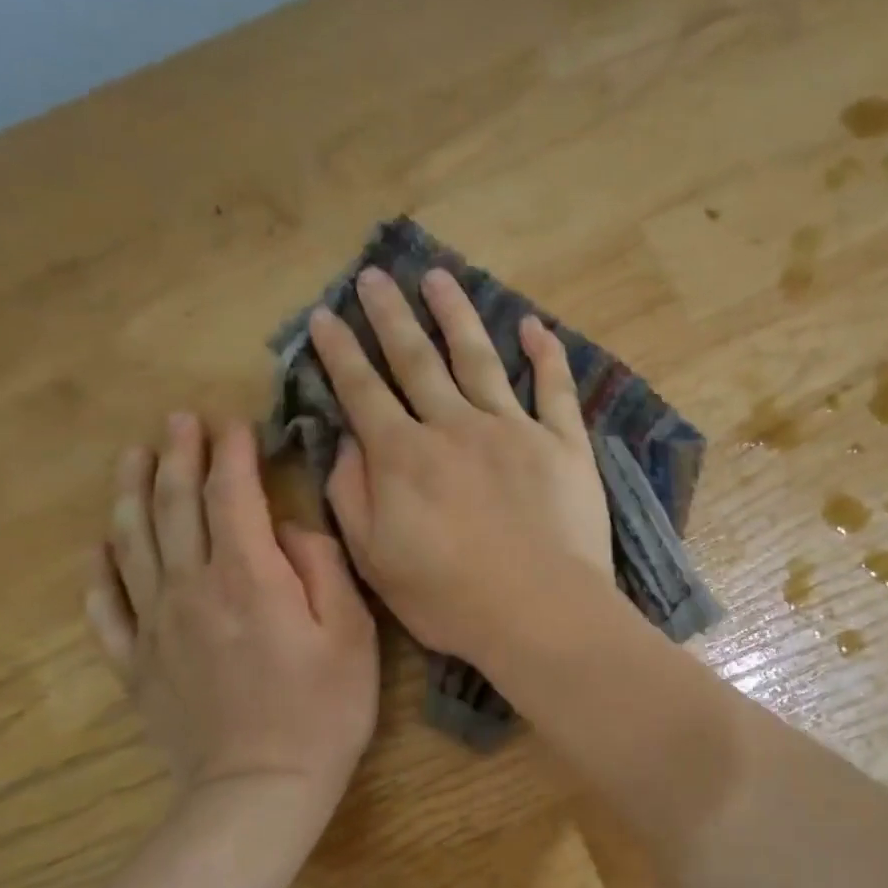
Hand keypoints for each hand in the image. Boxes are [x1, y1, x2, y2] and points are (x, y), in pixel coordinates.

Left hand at [87, 414, 378, 815]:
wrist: (261, 788)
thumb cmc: (323, 709)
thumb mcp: (351, 632)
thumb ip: (321, 567)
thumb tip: (287, 530)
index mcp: (247, 575)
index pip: (230, 494)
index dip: (230, 452)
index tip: (233, 423)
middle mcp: (191, 588)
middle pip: (173, 506)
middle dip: (175, 455)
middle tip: (176, 420)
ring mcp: (156, 626)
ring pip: (132, 543)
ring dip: (130, 492)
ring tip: (131, 457)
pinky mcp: (138, 664)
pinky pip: (107, 607)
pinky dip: (101, 570)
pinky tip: (101, 548)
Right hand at [308, 266, 610, 664]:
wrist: (541, 611)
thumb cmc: (452, 599)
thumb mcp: (377, 560)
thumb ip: (353, 496)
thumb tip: (345, 443)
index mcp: (405, 457)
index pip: (363, 391)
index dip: (340, 353)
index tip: (325, 317)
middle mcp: (455, 427)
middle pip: (416, 360)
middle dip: (390, 316)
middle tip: (374, 276)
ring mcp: (513, 430)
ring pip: (479, 358)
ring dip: (457, 315)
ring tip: (439, 278)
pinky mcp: (563, 444)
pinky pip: (554, 388)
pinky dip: (546, 354)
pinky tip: (534, 326)